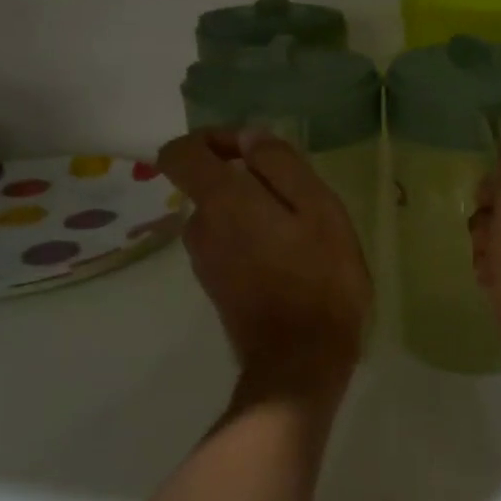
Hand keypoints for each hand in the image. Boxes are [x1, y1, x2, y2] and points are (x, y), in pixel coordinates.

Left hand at [160, 129, 371, 393]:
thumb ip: (281, 165)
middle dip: (250, 181)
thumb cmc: (320, 279)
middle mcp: (200, 228)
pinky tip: (293, 263)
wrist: (301, 362)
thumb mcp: (319, 209)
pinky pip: (230, 246)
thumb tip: (250, 137)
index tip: (254, 150)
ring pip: (225, 217)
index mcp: (221, 202)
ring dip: (257, 214)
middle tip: (301, 202)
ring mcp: (204, 262)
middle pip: (210, 185)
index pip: (180, 152)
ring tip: (303, 236)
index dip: (213, 139)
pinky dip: (255, 242)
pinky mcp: (217, 287)